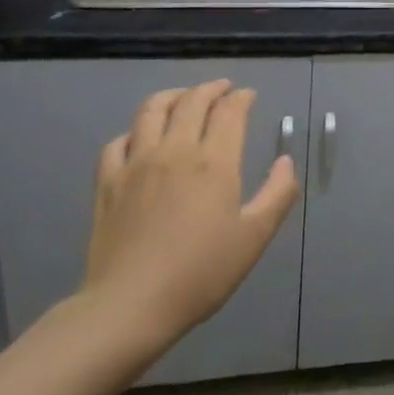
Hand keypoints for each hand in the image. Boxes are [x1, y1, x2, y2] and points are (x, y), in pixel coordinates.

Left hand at [81, 80, 299, 365]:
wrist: (130, 306)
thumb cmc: (200, 273)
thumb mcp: (254, 237)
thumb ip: (277, 194)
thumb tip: (285, 161)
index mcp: (214, 161)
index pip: (229, 111)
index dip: (241, 98)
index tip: (249, 96)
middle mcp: (174, 150)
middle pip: (192, 101)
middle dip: (211, 89)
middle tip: (222, 89)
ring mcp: (136, 163)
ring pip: (151, 110)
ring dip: (172, 96)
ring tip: (183, 98)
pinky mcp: (108, 182)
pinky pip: (118, 141)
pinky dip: (134, 131)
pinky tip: (140, 138)